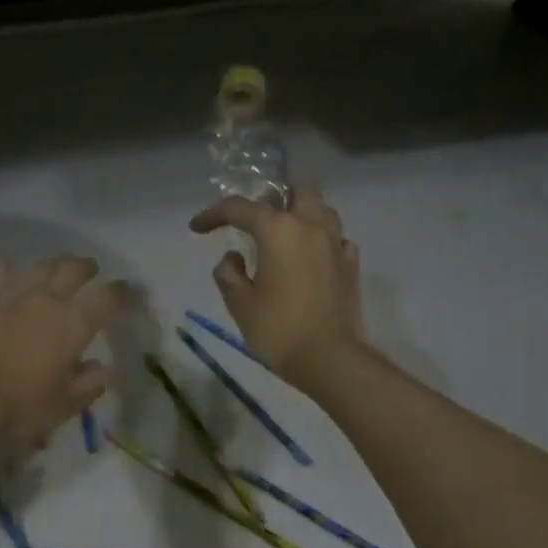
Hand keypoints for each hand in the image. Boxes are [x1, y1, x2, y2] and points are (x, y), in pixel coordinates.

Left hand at [0, 255, 129, 446]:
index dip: (120, 292)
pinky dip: (7, 268)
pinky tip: (8, 269)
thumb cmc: (20, 406)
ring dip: (53, 263)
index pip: (107, 299)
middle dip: (87, 267)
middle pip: (73, 270)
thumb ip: (89, 385)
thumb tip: (103, 368)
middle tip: (91, 269)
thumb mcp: (64, 406)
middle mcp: (48, 300)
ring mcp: (12, 293)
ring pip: (39, 266)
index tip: (125, 291)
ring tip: (56, 266)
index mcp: (75, 325)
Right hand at [189, 183, 364, 389]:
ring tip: (284, 238)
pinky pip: (337, 238)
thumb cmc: (278, 329)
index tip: (197, 228)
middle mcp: (310, 226)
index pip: (239, 208)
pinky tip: (310, 259)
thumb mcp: (240, 304)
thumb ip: (229, 274)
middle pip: (297, 188)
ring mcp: (336, 244)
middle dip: (274, 196)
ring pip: (322, 209)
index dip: (213, 215)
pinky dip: (322, 241)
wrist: (329, 358)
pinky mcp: (351, 265)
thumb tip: (233, 258)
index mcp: (278, 230)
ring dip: (302, 214)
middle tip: (256, 219)